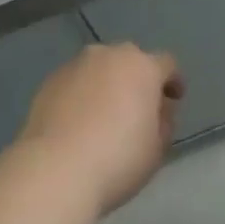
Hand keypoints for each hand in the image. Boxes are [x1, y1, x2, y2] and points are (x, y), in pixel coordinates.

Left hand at [19, 44, 184, 214]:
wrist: (56, 168)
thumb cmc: (118, 158)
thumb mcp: (157, 148)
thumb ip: (163, 122)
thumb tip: (156, 110)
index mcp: (142, 67)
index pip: (166, 64)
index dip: (173, 81)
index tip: (174, 99)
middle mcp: (108, 55)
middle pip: (130, 61)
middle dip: (137, 79)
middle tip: (139, 108)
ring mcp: (75, 65)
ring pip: (100, 68)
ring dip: (107, 84)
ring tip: (105, 115)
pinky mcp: (50, 80)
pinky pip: (76, 82)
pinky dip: (82, 94)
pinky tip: (79, 121)